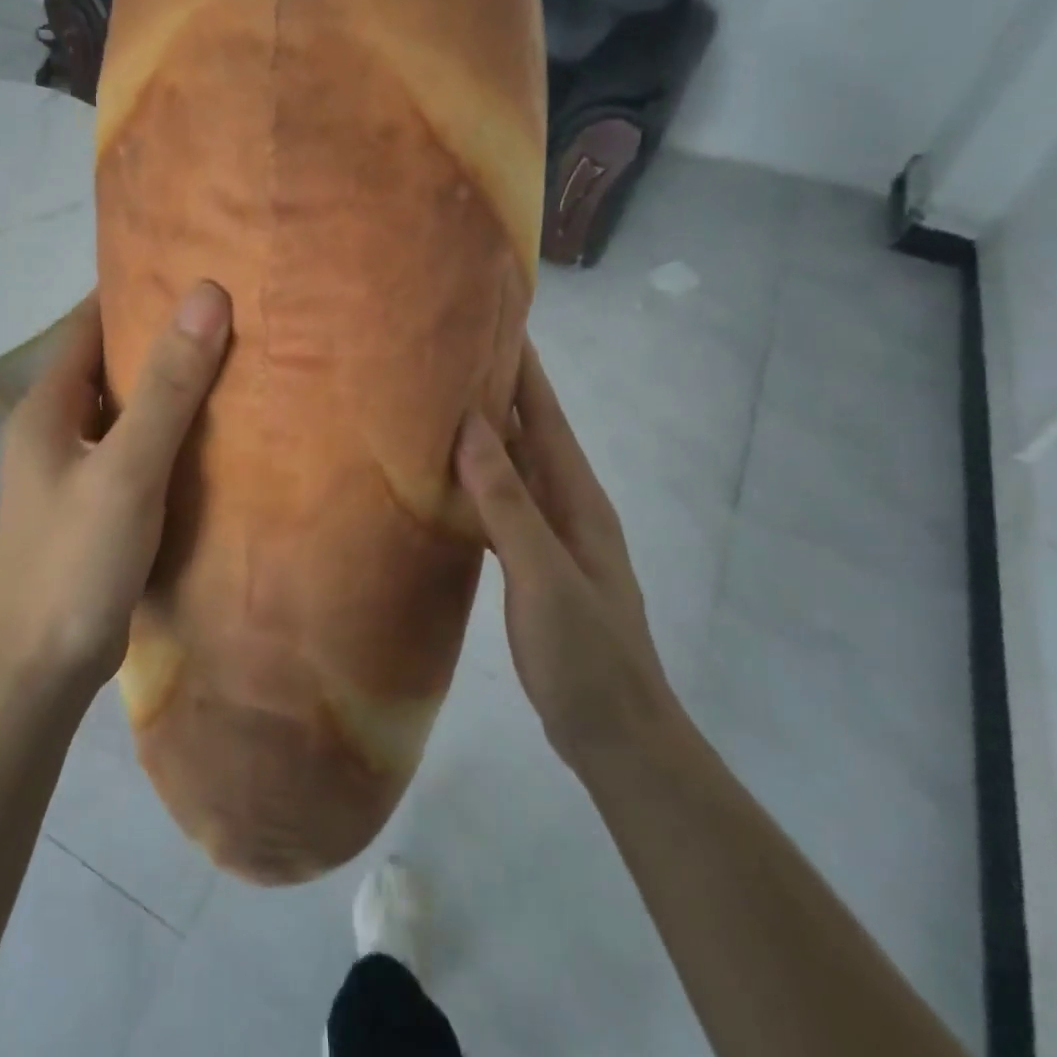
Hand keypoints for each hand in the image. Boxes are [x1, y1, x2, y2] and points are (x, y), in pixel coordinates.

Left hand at [0, 282, 231, 693]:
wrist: (42, 666)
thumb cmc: (78, 560)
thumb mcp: (129, 468)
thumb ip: (169, 387)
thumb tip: (207, 296)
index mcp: (47, 407)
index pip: (88, 323)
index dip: (134, 290)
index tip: (191, 269)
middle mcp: (53, 429)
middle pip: (108, 364)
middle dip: (159, 337)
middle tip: (226, 314)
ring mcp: (70, 470)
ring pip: (123, 409)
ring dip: (166, 387)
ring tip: (230, 364)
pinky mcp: (92, 504)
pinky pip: (132, 449)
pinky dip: (166, 433)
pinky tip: (210, 436)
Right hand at [455, 339, 673, 759]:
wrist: (616, 734)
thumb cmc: (585, 653)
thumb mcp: (544, 575)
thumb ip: (508, 504)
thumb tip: (472, 429)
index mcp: (578, 500)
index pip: (548, 418)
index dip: (527, 370)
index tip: (497, 322)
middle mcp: (568, 507)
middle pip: (531, 436)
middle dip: (499, 392)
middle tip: (450, 355)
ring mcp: (553, 538)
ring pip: (514, 471)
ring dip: (486, 437)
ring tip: (440, 406)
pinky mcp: (534, 565)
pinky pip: (502, 508)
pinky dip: (477, 486)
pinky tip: (448, 484)